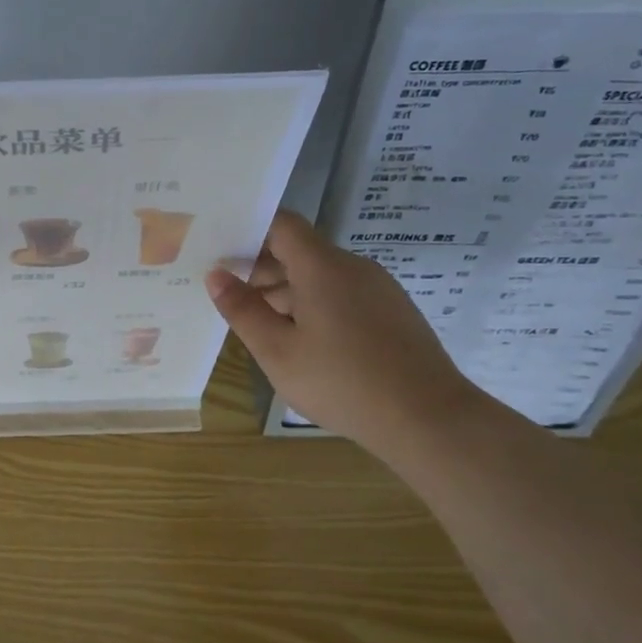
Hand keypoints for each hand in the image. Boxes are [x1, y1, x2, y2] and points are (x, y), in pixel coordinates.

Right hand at [206, 210, 482, 452]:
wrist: (426, 417)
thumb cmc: (341, 382)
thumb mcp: (277, 351)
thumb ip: (243, 310)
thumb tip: (216, 275)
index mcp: (322, 267)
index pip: (282, 225)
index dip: (249, 231)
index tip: (219, 252)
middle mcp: (353, 267)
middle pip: (300, 252)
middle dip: (261, 270)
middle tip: (227, 297)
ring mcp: (378, 289)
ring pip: (321, 277)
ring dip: (286, 293)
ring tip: (258, 325)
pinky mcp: (392, 313)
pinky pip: (343, 296)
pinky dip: (314, 307)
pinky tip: (301, 342)